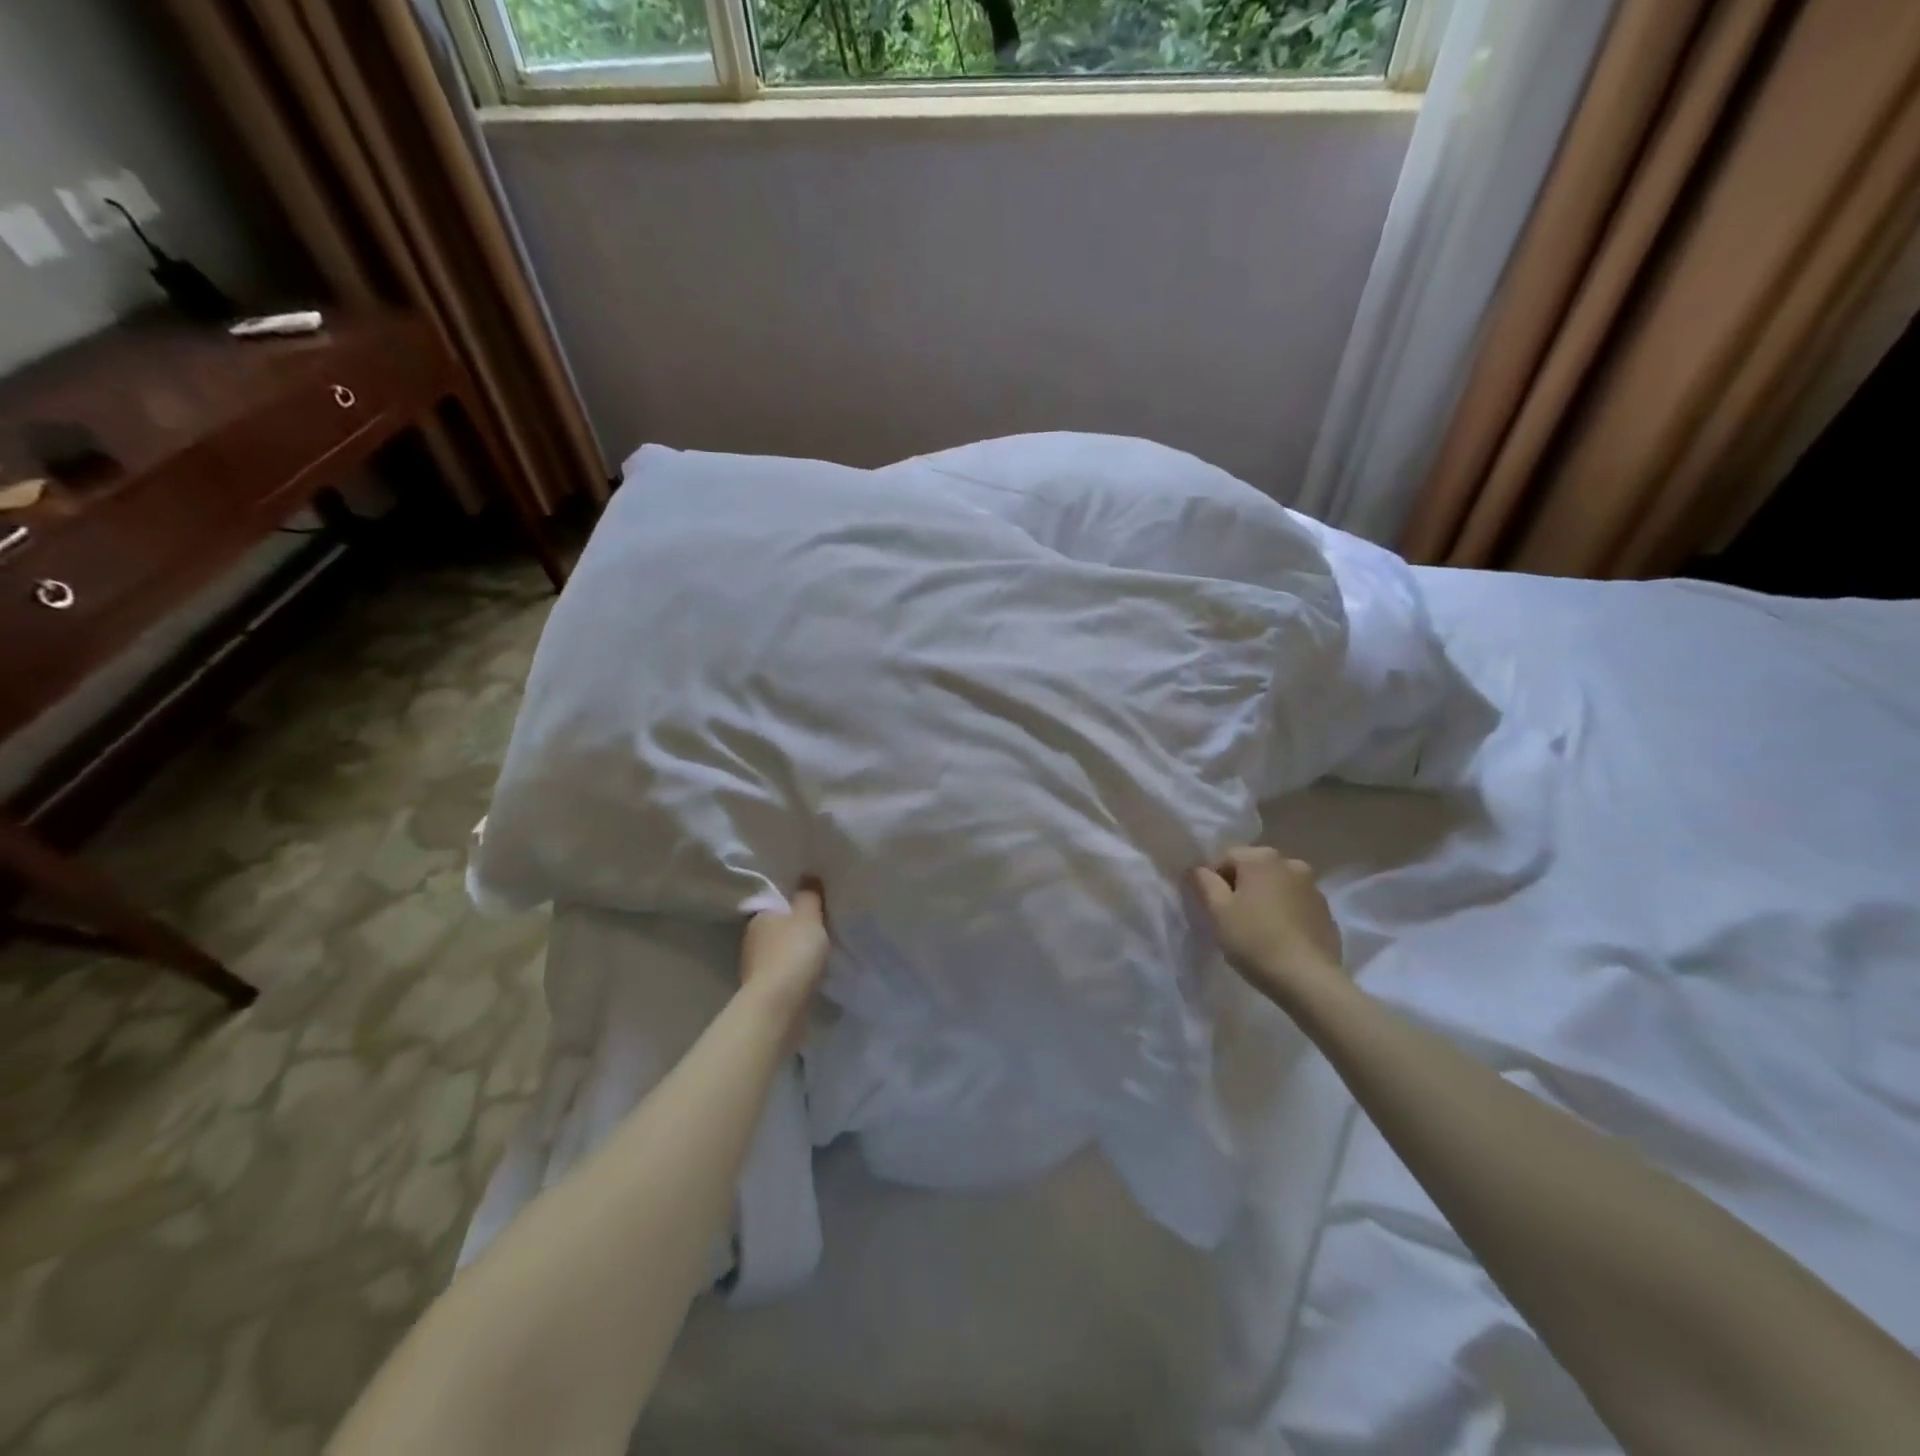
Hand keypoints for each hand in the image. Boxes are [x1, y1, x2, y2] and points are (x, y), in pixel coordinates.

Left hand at [739, 882, 829, 1024]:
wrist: (778, 1005)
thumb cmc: (793, 952)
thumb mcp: (808, 916)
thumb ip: (809, 895)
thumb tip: (807, 875)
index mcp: (760, 916)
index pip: (779, 903)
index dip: (797, 904)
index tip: (816, 907)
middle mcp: (752, 938)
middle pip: (779, 927)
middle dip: (796, 929)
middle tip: (823, 929)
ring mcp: (756, 966)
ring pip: (780, 951)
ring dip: (795, 953)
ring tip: (820, 954)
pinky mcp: (764, 989)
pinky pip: (784, 973)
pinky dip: (795, 972)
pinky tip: (811, 975)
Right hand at [1192, 847, 1343, 1002]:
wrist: (1308, 979)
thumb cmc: (1254, 940)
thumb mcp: (1217, 911)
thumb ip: (1203, 882)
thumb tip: (1198, 869)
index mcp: (1262, 858)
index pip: (1225, 857)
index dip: (1212, 880)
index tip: (1211, 908)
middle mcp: (1290, 863)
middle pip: (1253, 869)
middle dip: (1239, 887)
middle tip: (1231, 918)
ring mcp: (1313, 887)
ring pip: (1275, 886)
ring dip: (1263, 899)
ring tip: (1257, 929)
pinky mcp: (1326, 911)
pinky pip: (1295, 904)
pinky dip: (1283, 912)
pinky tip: (1278, 938)